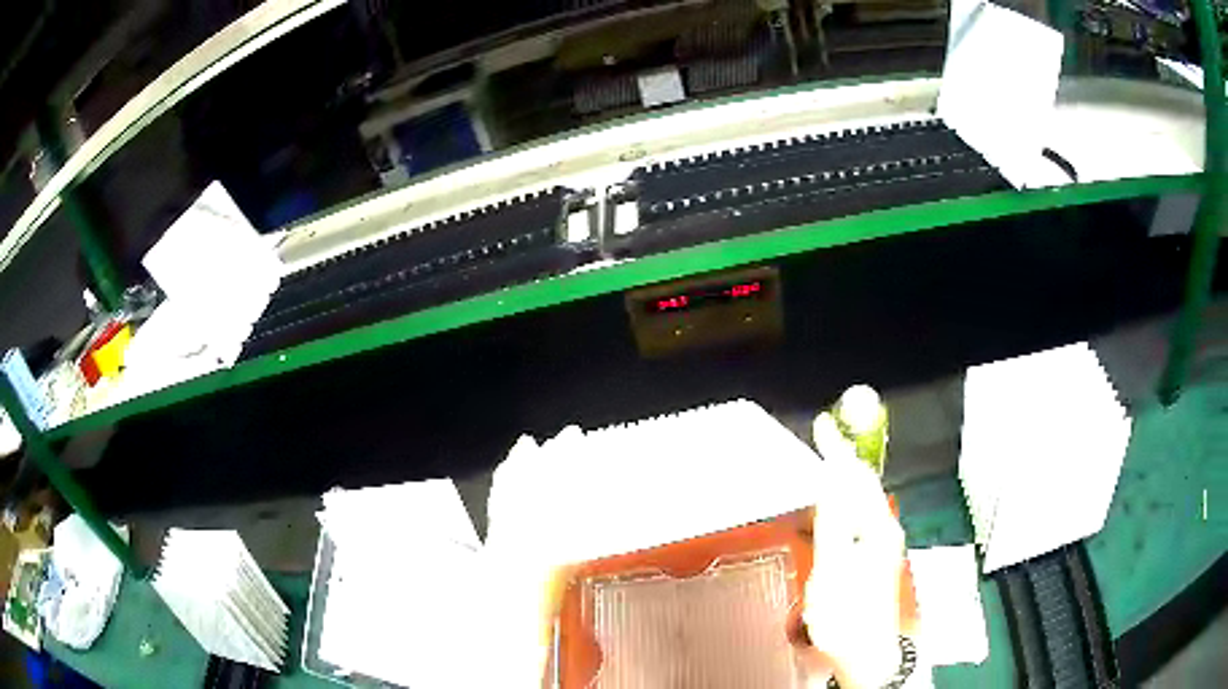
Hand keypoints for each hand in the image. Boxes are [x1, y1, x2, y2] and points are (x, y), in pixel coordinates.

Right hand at [798, 413, 907, 688]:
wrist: (866, 653)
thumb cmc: (848, 615)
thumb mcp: (832, 569)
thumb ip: (832, 524)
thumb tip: (831, 482)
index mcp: (876, 528)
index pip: (856, 476)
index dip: (838, 449)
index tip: (823, 425)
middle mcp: (884, 529)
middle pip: (863, 484)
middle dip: (842, 460)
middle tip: (821, 441)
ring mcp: (881, 543)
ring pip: (860, 501)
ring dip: (841, 481)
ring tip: (821, 467)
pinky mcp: (873, 556)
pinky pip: (857, 517)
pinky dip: (841, 504)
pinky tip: (829, 510)